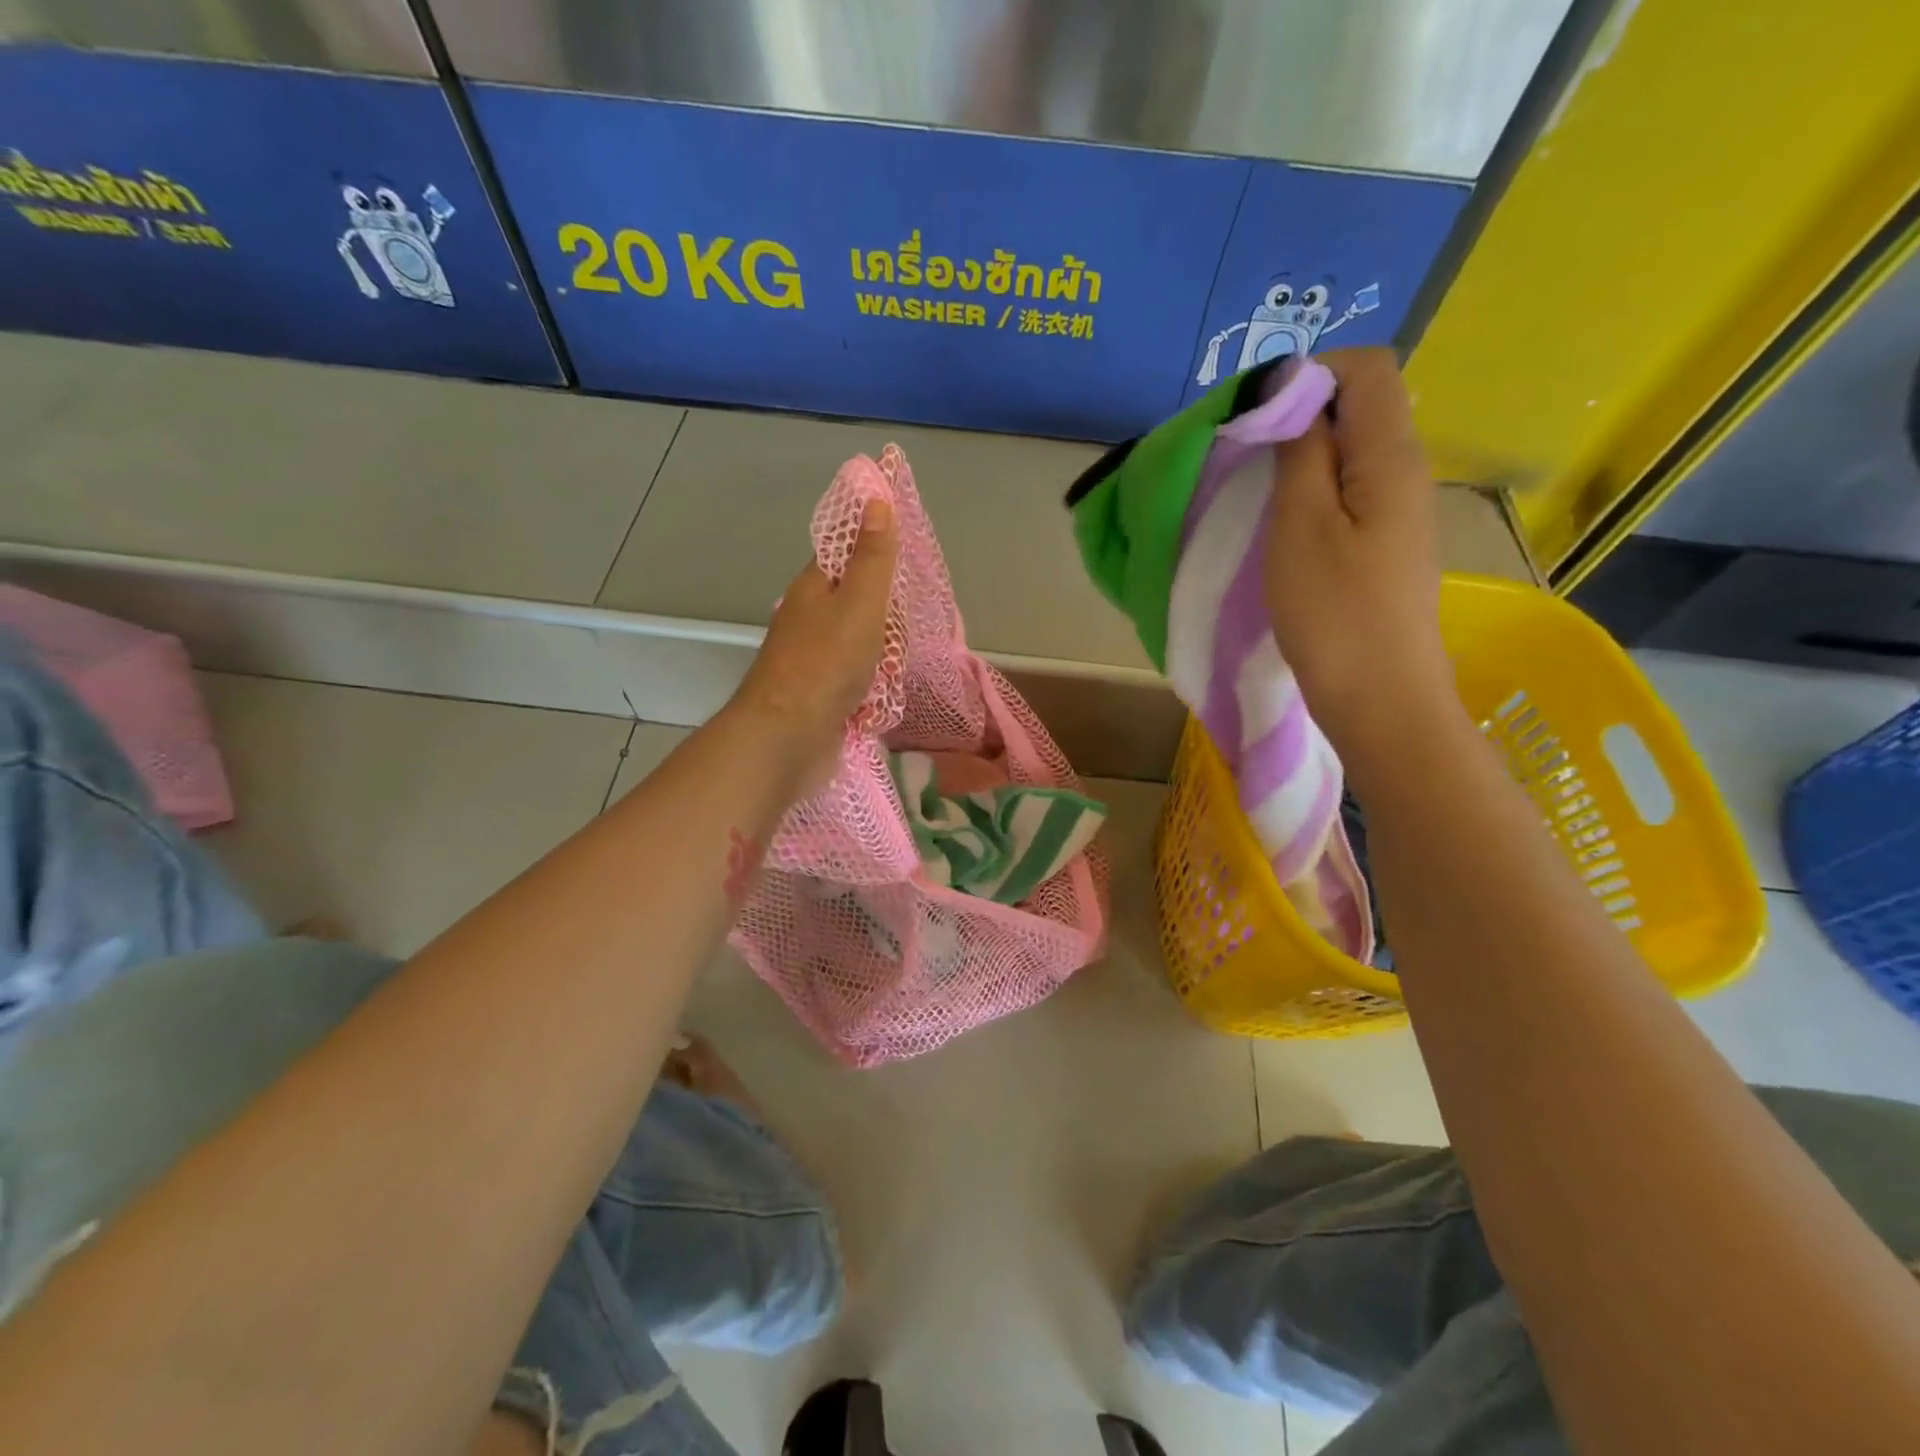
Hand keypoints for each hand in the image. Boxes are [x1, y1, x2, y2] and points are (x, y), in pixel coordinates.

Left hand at [730, 497, 899, 795]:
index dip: (875, 549)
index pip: (845, 552)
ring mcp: (813, 658)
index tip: (905, 559)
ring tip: (895, 662)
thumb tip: (875, 498)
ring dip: (883, 651)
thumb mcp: (860, 601)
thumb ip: (873, 556)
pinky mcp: (820, 693)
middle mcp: (809, 618)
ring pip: (861, 641)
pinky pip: (857, 675)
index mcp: (813, 587)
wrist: (788, 737)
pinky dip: (873, 681)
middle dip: (887, 612)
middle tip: (903, 625)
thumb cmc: (827, 662)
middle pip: (858, 600)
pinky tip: (884, 691)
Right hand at [1265, 348, 1454, 758]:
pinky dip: (1310, 492)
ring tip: (1255, 491)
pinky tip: (1281, 526)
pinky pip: (1348, 492)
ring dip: (1300, 458)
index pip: (1367, 369)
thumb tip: (1293, 392)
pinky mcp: (1384, 546)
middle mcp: (1406, 472)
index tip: (1256, 415)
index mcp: (1391, 457)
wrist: (1380, 700)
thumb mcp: (1301, 527)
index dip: (1310, 374)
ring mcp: (1398, 512)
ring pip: (1350, 453)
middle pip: (1360, 407)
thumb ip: (1301, 453)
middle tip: (1245, 456)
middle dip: (1298, 415)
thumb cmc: (1334, 614)